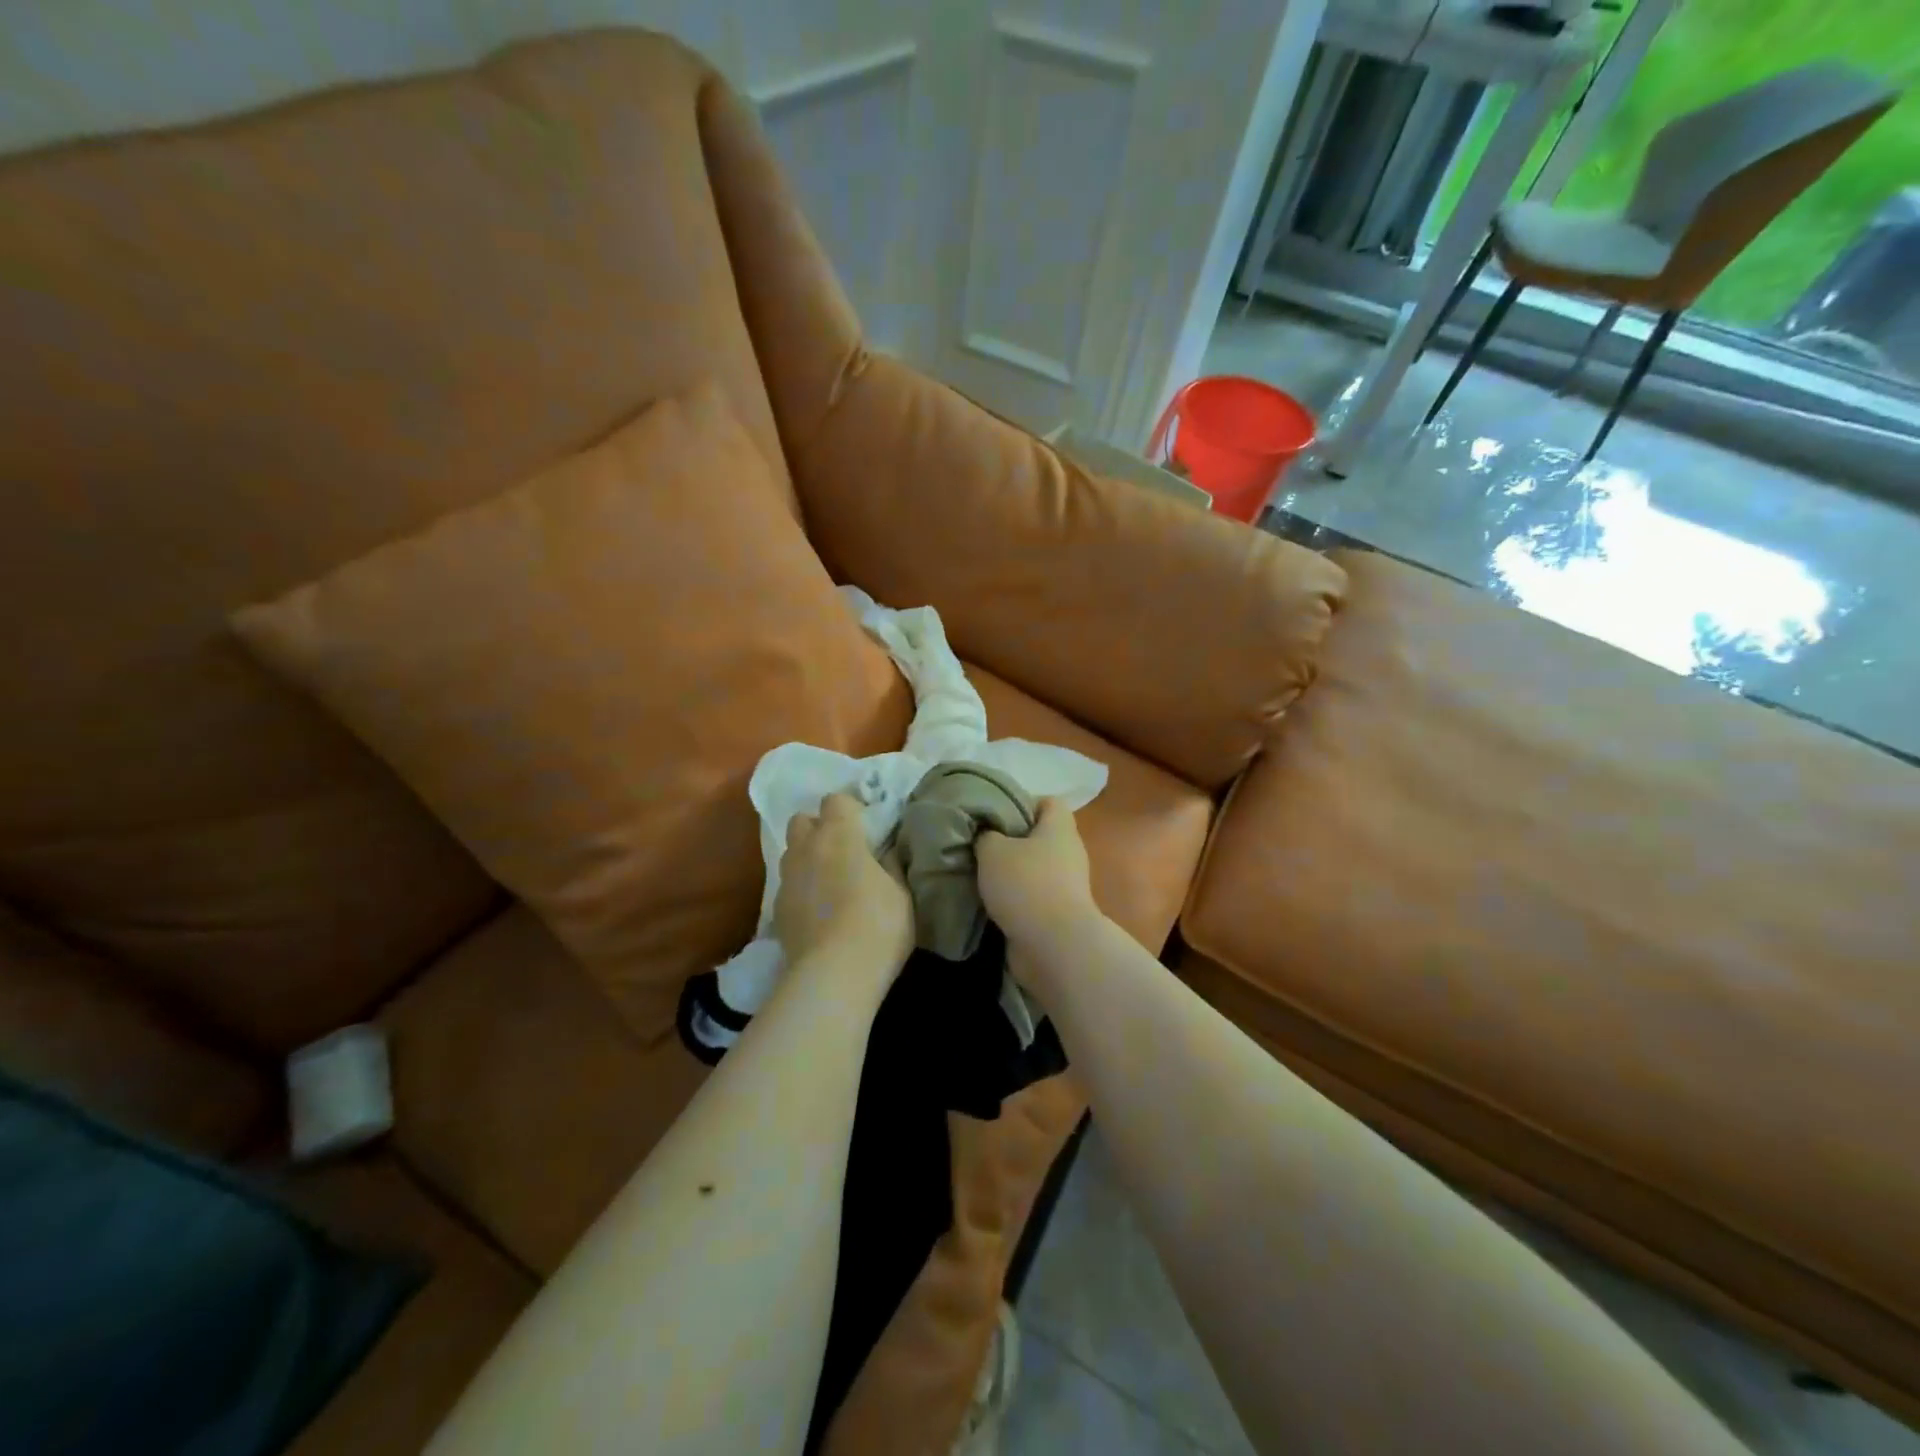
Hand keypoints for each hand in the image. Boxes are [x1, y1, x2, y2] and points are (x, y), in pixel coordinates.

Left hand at [773, 792, 912, 973]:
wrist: (833, 976)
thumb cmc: (878, 926)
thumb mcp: (902, 893)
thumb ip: (891, 865)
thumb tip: (886, 852)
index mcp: (839, 835)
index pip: (835, 799)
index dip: (850, 808)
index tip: (866, 825)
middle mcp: (806, 849)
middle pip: (801, 820)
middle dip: (818, 827)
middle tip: (842, 848)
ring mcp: (786, 880)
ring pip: (790, 853)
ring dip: (807, 857)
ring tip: (829, 880)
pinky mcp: (776, 911)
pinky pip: (788, 886)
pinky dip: (801, 889)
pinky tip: (818, 911)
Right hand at [976, 799, 1102, 958]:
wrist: (1053, 946)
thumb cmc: (1026, 885)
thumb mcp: (993, 850)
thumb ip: (986, 835)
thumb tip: (986, 835)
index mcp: (1059, 828)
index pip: (1048, 802)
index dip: (1022, 803)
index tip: (995, 815)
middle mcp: (1068, 853)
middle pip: (1038, 836)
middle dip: (1009, 841)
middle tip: (979, 845)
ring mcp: (1066, 885)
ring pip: (1033, 868)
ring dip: (1009, 873)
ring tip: (979, 875)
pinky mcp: (1058, 913)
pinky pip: (1032, 896)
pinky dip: (1014, 898)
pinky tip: (989, 902)